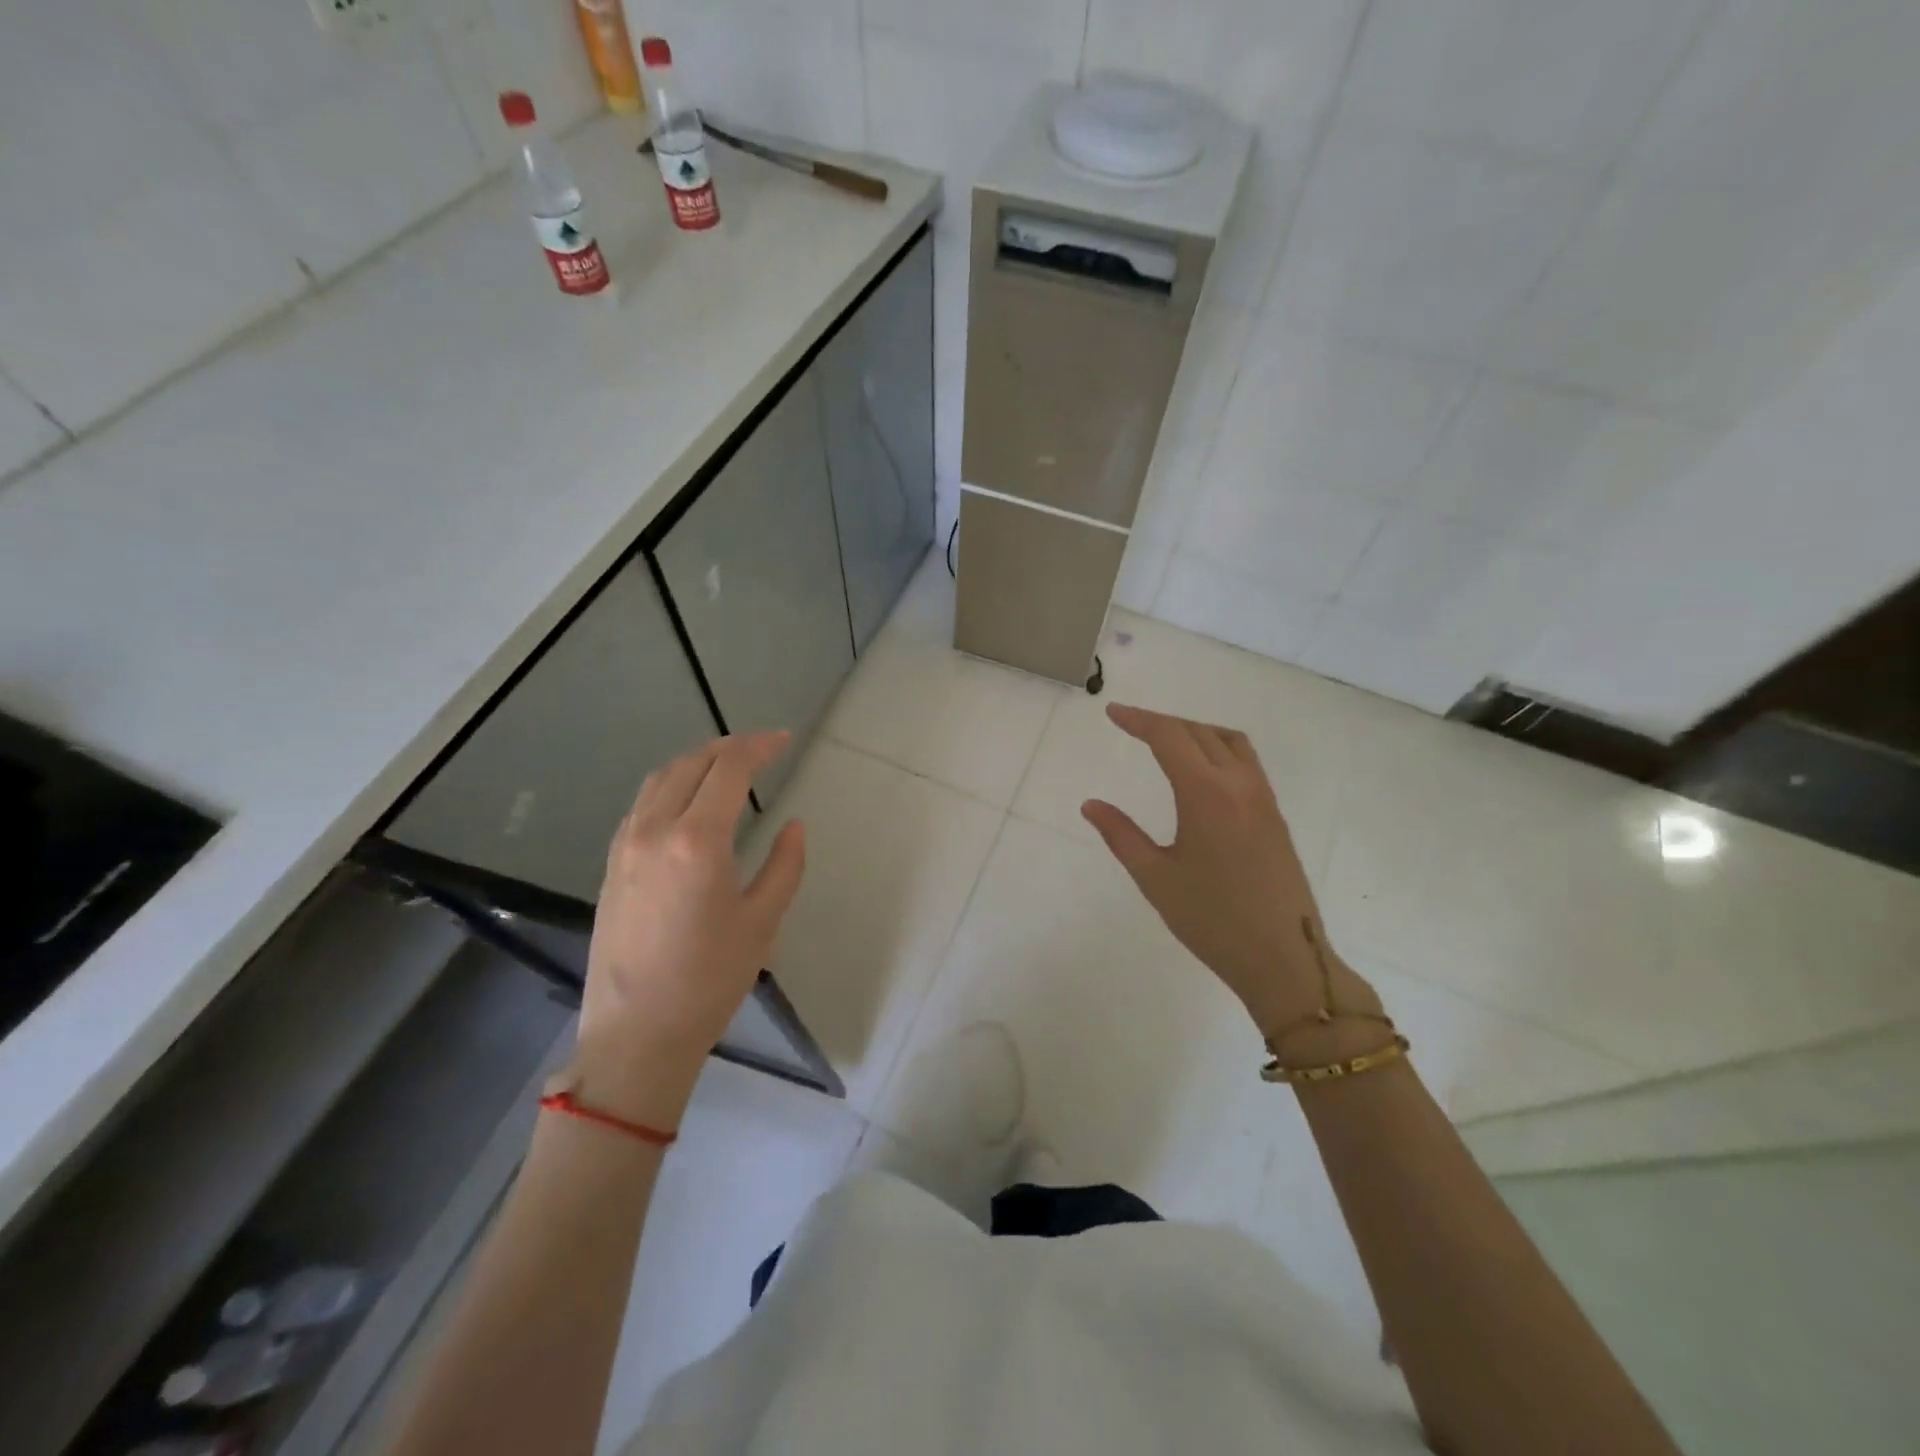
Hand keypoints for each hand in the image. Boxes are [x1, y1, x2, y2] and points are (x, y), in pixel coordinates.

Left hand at [574, 732, 805, 1127]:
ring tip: (727, 766)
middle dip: (729, 747)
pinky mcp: (611, 866)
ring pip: (659, 780)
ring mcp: (625, 847)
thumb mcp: (763, 922)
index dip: (759, 747)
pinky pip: (641, 806)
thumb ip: (785, 865)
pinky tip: (687, 802)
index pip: (729, 769)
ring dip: (696, 762)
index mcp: (698, 841)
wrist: (636, 1035)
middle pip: (691, 764)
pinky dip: (670, 786)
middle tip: (762, 748)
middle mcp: (655, 831)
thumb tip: (793, 826)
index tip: (784, 741)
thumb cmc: (710, 980)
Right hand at [1081, 704, 1377, 1039]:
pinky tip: (1202, 773)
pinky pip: (1246, 761)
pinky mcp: (1275, 816)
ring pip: (1229, 741)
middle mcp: (1239, 784)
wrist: (1283, 957)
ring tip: (1167, 741)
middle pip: (1199, 731)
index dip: (1138, 720)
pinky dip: (1219, 748)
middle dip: (1162, 722)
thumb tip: (1091, 804)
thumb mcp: (1155, 878)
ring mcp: (1263, 798)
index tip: (1112, 713)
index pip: (1169, 737)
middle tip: (1131, 725)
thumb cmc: (1212, 920)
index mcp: (1206, 794)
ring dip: (1195, 730)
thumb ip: (1121, 835)